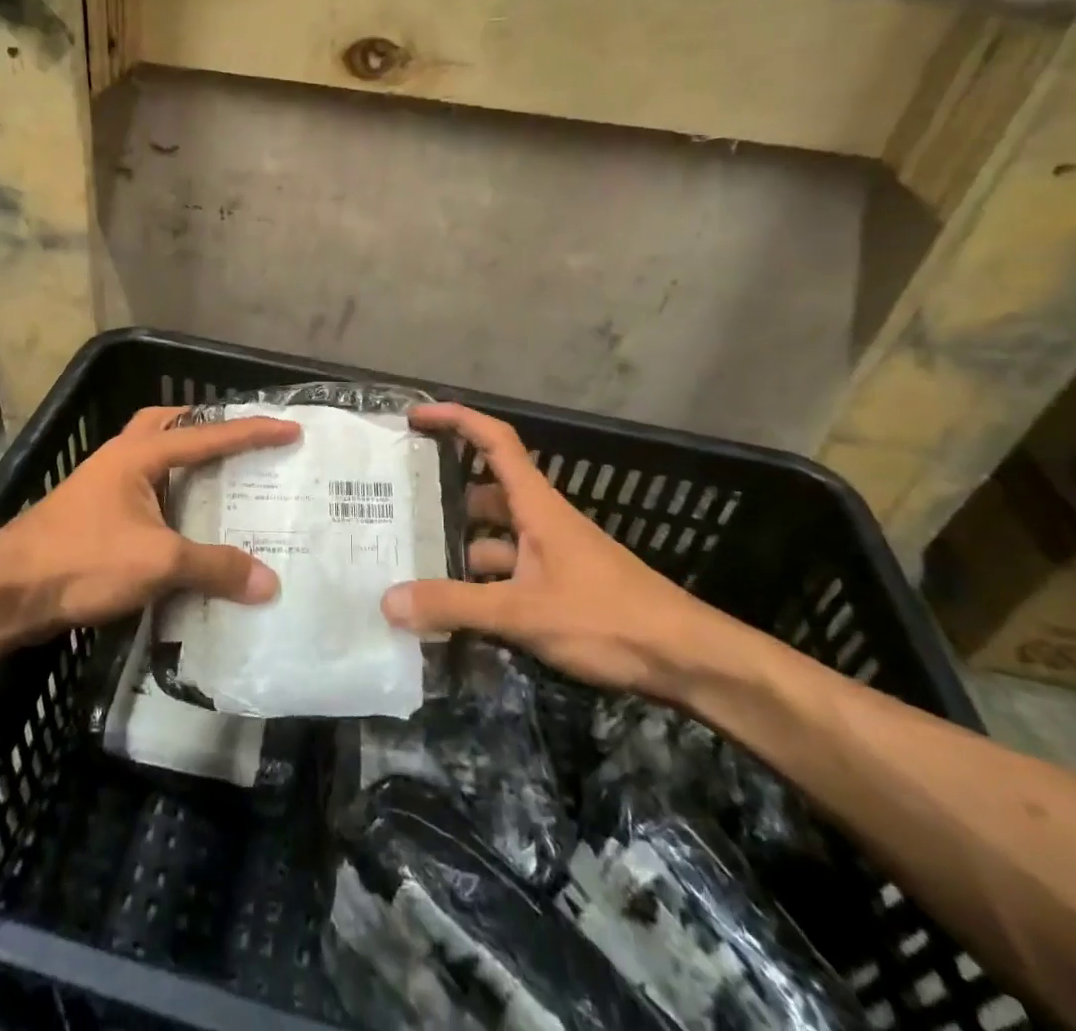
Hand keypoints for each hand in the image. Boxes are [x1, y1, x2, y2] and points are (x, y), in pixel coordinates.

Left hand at [0, 405, 300, 628]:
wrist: (6, 592)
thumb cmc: (82, 560)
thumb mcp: (158, 562)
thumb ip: (215, 568)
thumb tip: (270, 583)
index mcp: (139, 454)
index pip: (208, 435)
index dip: (253, 432)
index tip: (291, 428)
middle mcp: (121, 458)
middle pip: (168, 425)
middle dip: (204, 427)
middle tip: (239, 444)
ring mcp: (103, 485)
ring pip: (153, 457)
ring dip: (185, 463)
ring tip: (220, 483)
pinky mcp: (93, 515)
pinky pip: (144, 491)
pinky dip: (170, 496)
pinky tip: (184, 525)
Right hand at [381, 402, 727, 694]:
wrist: (688, 659)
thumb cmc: (607, 618)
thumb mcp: (522, 612)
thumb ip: (455, 605)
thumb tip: (388, 600)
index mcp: (536, 505)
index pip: (494, 441)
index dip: (456, 420)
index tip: (417, 417)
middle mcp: (542, 521)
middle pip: (487, 491)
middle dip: (446, 493)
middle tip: (400, 503)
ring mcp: (553, 555)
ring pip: (496, 537)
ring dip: (460, 544)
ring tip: (415, 560)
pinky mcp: (560, 587)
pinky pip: (509, 571)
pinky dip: (481, 582)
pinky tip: (456, 607)